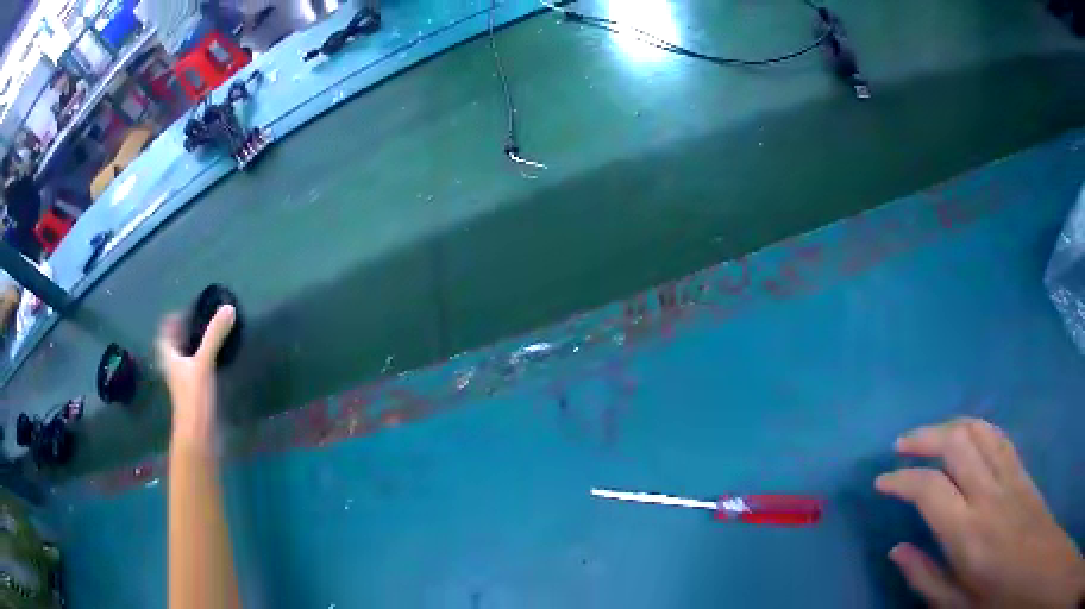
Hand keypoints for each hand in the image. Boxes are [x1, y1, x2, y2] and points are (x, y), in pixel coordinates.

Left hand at [156, 306, 234, 445]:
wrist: (198, 436)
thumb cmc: (193, 398)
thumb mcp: (203, 363)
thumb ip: (214, 336)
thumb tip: (228, 307)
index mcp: (170, 358)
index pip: (165, 334)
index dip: (171, 321)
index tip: (185, 311)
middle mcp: (174, 369)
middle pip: (174, 346)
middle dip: (184, 333)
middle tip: (199, 320)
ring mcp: (184, 384)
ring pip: (185, 359)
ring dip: (193, 348)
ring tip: (209, 337)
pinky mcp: (195, 395)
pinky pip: (195, 371)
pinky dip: (202, 362)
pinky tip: (214, 362)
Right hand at [875, 418, 1084, 607]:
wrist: (1033, 566)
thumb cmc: (995, 598)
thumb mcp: (956, 606)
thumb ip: (926, 578)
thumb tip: (897, 549)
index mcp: (969, 533)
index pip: (929, 489)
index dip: (901, 480)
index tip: (882, 482)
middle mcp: (989, 494)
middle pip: (956, 443)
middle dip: (923, 438)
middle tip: (900, 446)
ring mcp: (1009, 475)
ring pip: (978, 430)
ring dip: (949, 426)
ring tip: (928, 435)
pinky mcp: (1022, 470)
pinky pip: (998, 435)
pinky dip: (976, 427)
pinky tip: (966, 435)